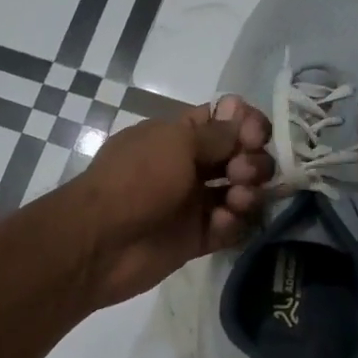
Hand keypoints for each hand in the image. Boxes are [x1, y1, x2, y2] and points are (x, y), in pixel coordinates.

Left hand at [69, 96, 271, 306]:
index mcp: (176, 136)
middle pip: (237, 156)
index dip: (246, 123)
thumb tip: (241, 116)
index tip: (256, 134)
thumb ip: (216, 133)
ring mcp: (191, 204)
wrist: (101, 241)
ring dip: (248, 192)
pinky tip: (222, 222)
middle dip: (252, 159)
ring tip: (238, 198)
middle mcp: (187, 166)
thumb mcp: (175, 143)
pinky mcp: (195, 239)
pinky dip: (232, 223)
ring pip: (238, 192)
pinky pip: (228, 228)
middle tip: (242, 171)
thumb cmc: (136, 180)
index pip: (223, 120)